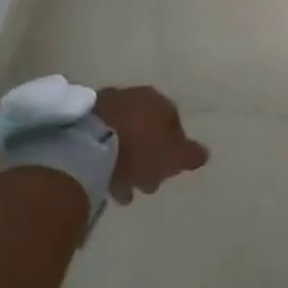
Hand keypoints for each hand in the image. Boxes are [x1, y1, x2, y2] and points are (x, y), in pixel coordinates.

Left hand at [94, 86, 208, 202]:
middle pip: (147, 130)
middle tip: (147, 185)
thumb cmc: (139, 150)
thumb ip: (192, 155)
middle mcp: (134, 96)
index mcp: (158, 101)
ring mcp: (107, 104)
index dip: (174, 150)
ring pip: (124, 136)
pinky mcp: (83, 118)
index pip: (174, 123)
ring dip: (127, 162)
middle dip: (149, 159)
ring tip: (122, 191)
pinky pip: (103, 139)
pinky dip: (107, 157)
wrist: (88, 144)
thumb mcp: (174, 157)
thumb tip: (203, 153)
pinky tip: (105, 179)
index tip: (169, 172)